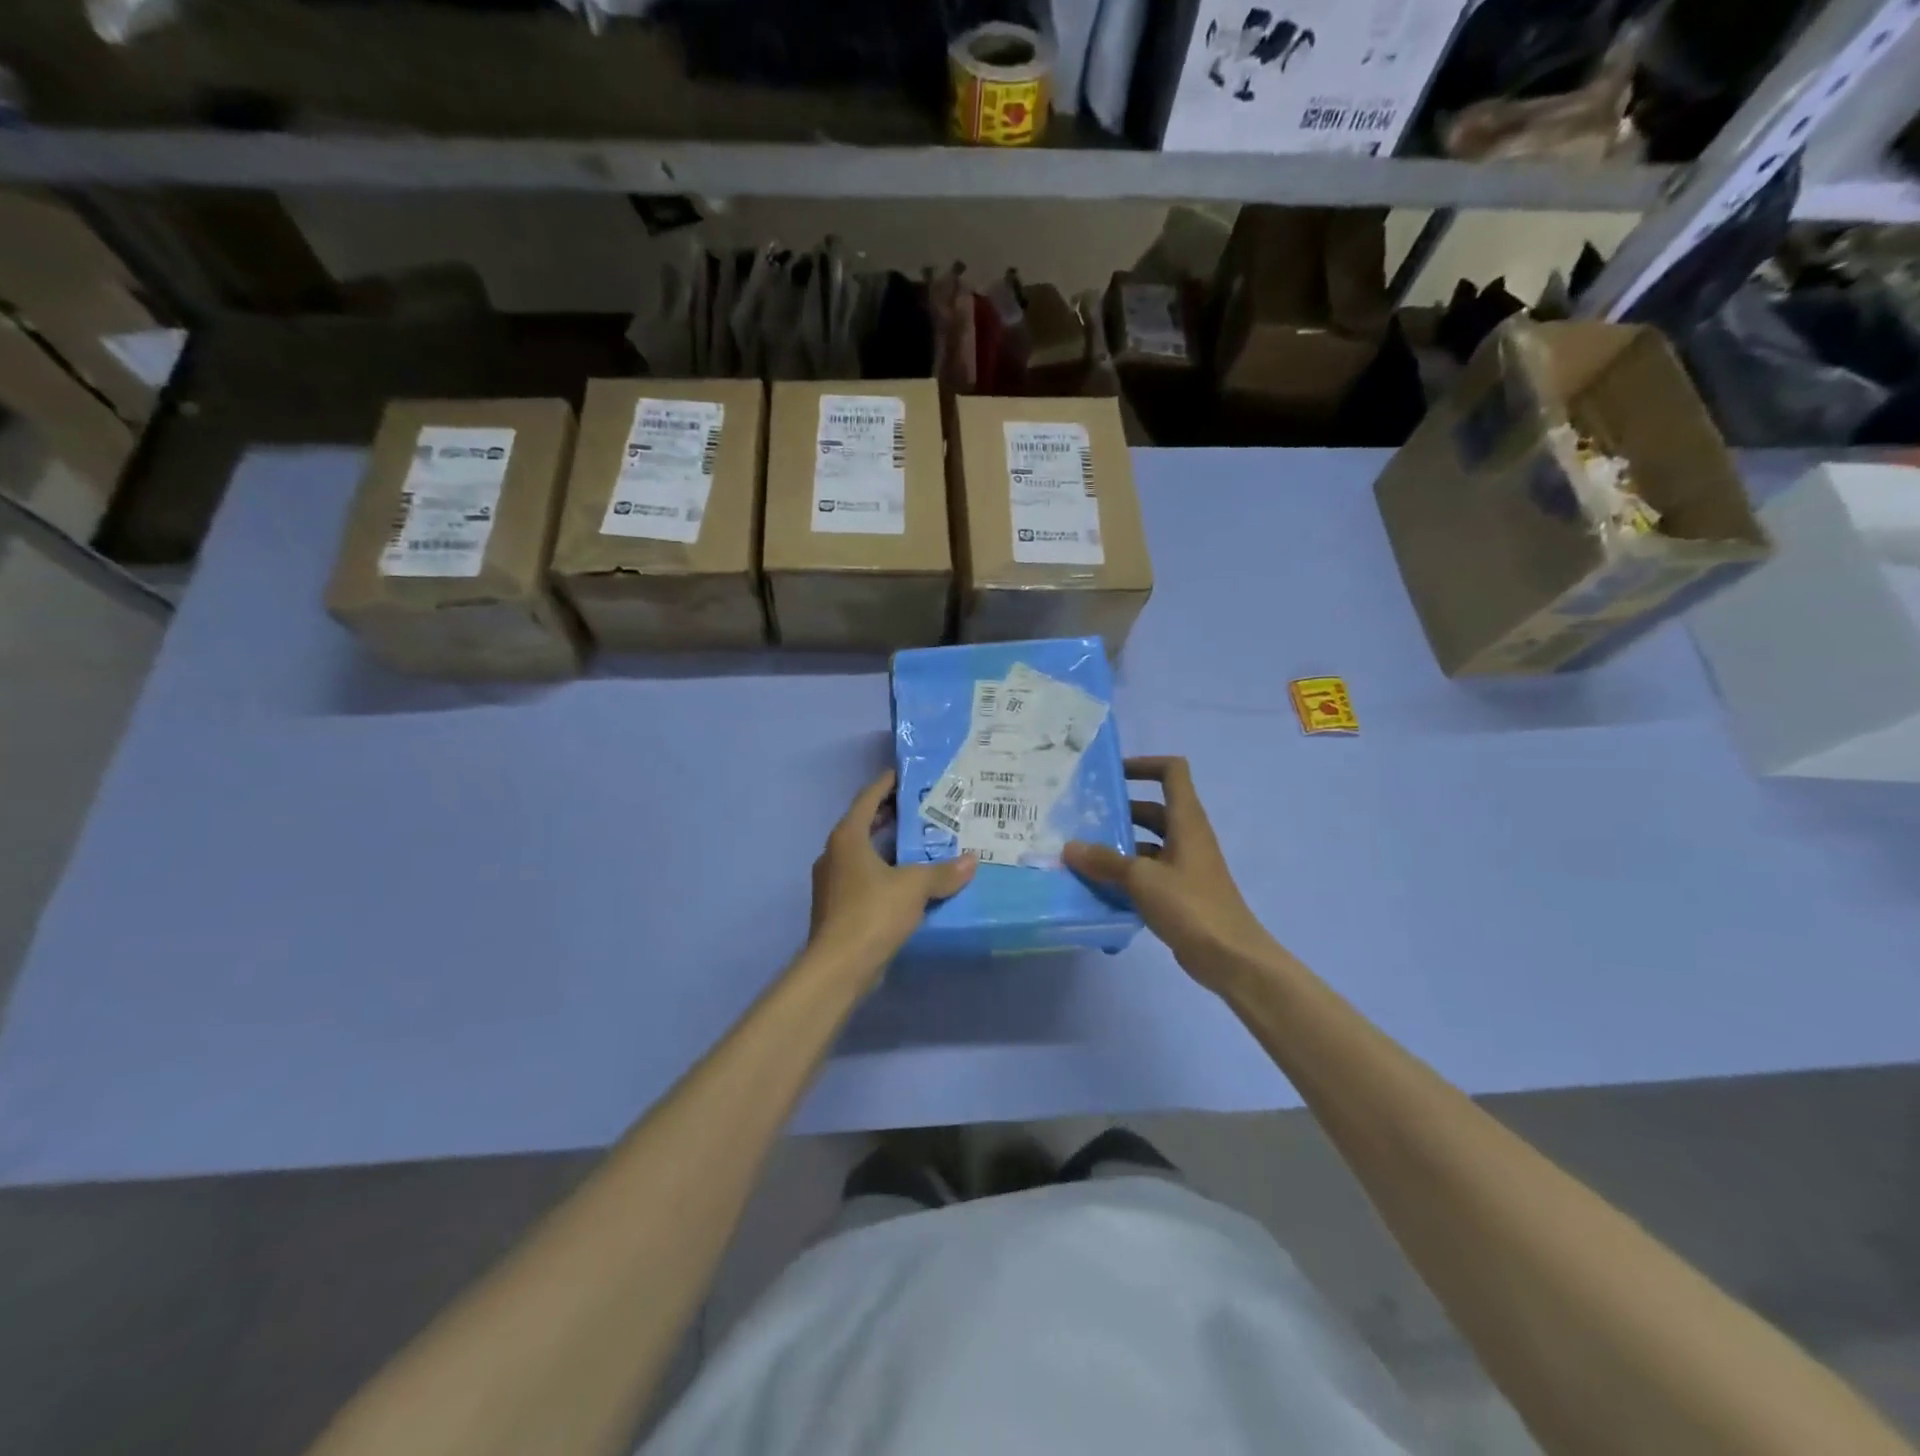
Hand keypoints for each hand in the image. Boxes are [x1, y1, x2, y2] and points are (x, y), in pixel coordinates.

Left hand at [809, 771, 975, 973]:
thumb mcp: (914, 887)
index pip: (868, 798)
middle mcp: (835, 854)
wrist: (838, 967)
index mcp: (847, 838)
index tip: (907, 775)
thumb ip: (943, 872)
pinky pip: (865, 878)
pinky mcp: (838, 908)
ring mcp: (833, 883)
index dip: (887, 784)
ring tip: (922, 842)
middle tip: (924, 808)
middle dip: (892, 815)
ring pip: (864, 854)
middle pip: (865, 824)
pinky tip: (910, 881)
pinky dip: (885, 872)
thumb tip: (971, 861)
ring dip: (889, 846)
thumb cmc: (873, 913)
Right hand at [1063, 756, 1272, 988]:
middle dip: (1118, 811)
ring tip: (1081, 854)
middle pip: (1151, 809)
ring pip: (1146, 843)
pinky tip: (1098, 887)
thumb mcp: (1141, 879)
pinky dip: (1125, 874)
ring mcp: (1184, 865)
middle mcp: (1187, 836)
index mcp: (1186, 820)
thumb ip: (1104, 861)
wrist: (1230, 957)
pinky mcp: (1179, 892)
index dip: (1143, 765)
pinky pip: (1147, 871)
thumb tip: (1069, 847)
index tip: (1111, 775)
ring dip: (1118, 846)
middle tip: (1082, 819)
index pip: (1172, 771)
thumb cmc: (1190, 905)